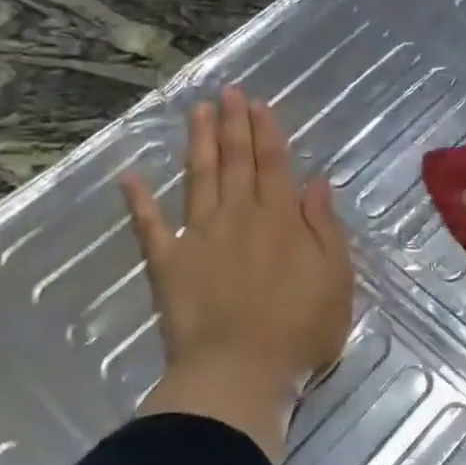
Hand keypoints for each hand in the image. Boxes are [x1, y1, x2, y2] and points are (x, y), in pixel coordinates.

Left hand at [120, 87, 353, 462]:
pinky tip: (130, 177)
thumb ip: (324, 227)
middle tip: (227, 92)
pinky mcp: (168, 263)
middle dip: (232, 124)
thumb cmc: (300, 330)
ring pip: (199, 179)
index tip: (257, 104)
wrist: (240, 371)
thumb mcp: (335, 278)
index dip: (266, 131)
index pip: (273, 163)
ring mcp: (199, 236)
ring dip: (198, 143)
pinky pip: (150, 226)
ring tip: (196, 112)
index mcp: (279, 219)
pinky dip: (139, 201)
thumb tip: (316, 182)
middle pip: (235, 161)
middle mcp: (238, 216)